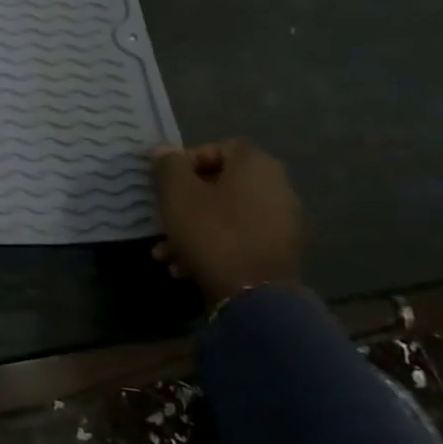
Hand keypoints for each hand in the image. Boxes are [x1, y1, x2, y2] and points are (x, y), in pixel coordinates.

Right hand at [151, 139, 302, 305]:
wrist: (253, 295)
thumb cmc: (211, 232)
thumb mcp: (177, 193)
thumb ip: (168, 165)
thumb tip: (164, 150)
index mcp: (256, 166)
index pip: (218, 148)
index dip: (186, 161)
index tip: (164, 182)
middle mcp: (277, 187)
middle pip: (219, 185)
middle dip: (184, 202)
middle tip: (161, 217)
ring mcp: (281, 222)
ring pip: (224, 215)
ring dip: (192, 228)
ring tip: (166, 252)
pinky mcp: (278, 252)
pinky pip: (237, 238)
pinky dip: (211, 246)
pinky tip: (185, 267)